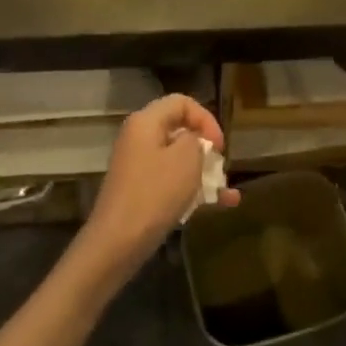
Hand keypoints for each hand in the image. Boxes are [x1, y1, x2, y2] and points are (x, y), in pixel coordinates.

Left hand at [79, 95, 237, 281]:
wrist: (117, 243)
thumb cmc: (154, 194)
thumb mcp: (186, 159)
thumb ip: (197, 140)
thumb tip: (194, 141)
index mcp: (146, 122)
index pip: (181, 102)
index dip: (206, 119)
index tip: (220, 146)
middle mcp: (139, 138)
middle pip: (179, 130)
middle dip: (206, 148)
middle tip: (221, 166)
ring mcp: (138, 166)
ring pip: (178, 159)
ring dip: (204, 172)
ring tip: (228, 191)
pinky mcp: (140, 191)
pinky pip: (172, 181)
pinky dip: (194, 189)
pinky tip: (221, 205)